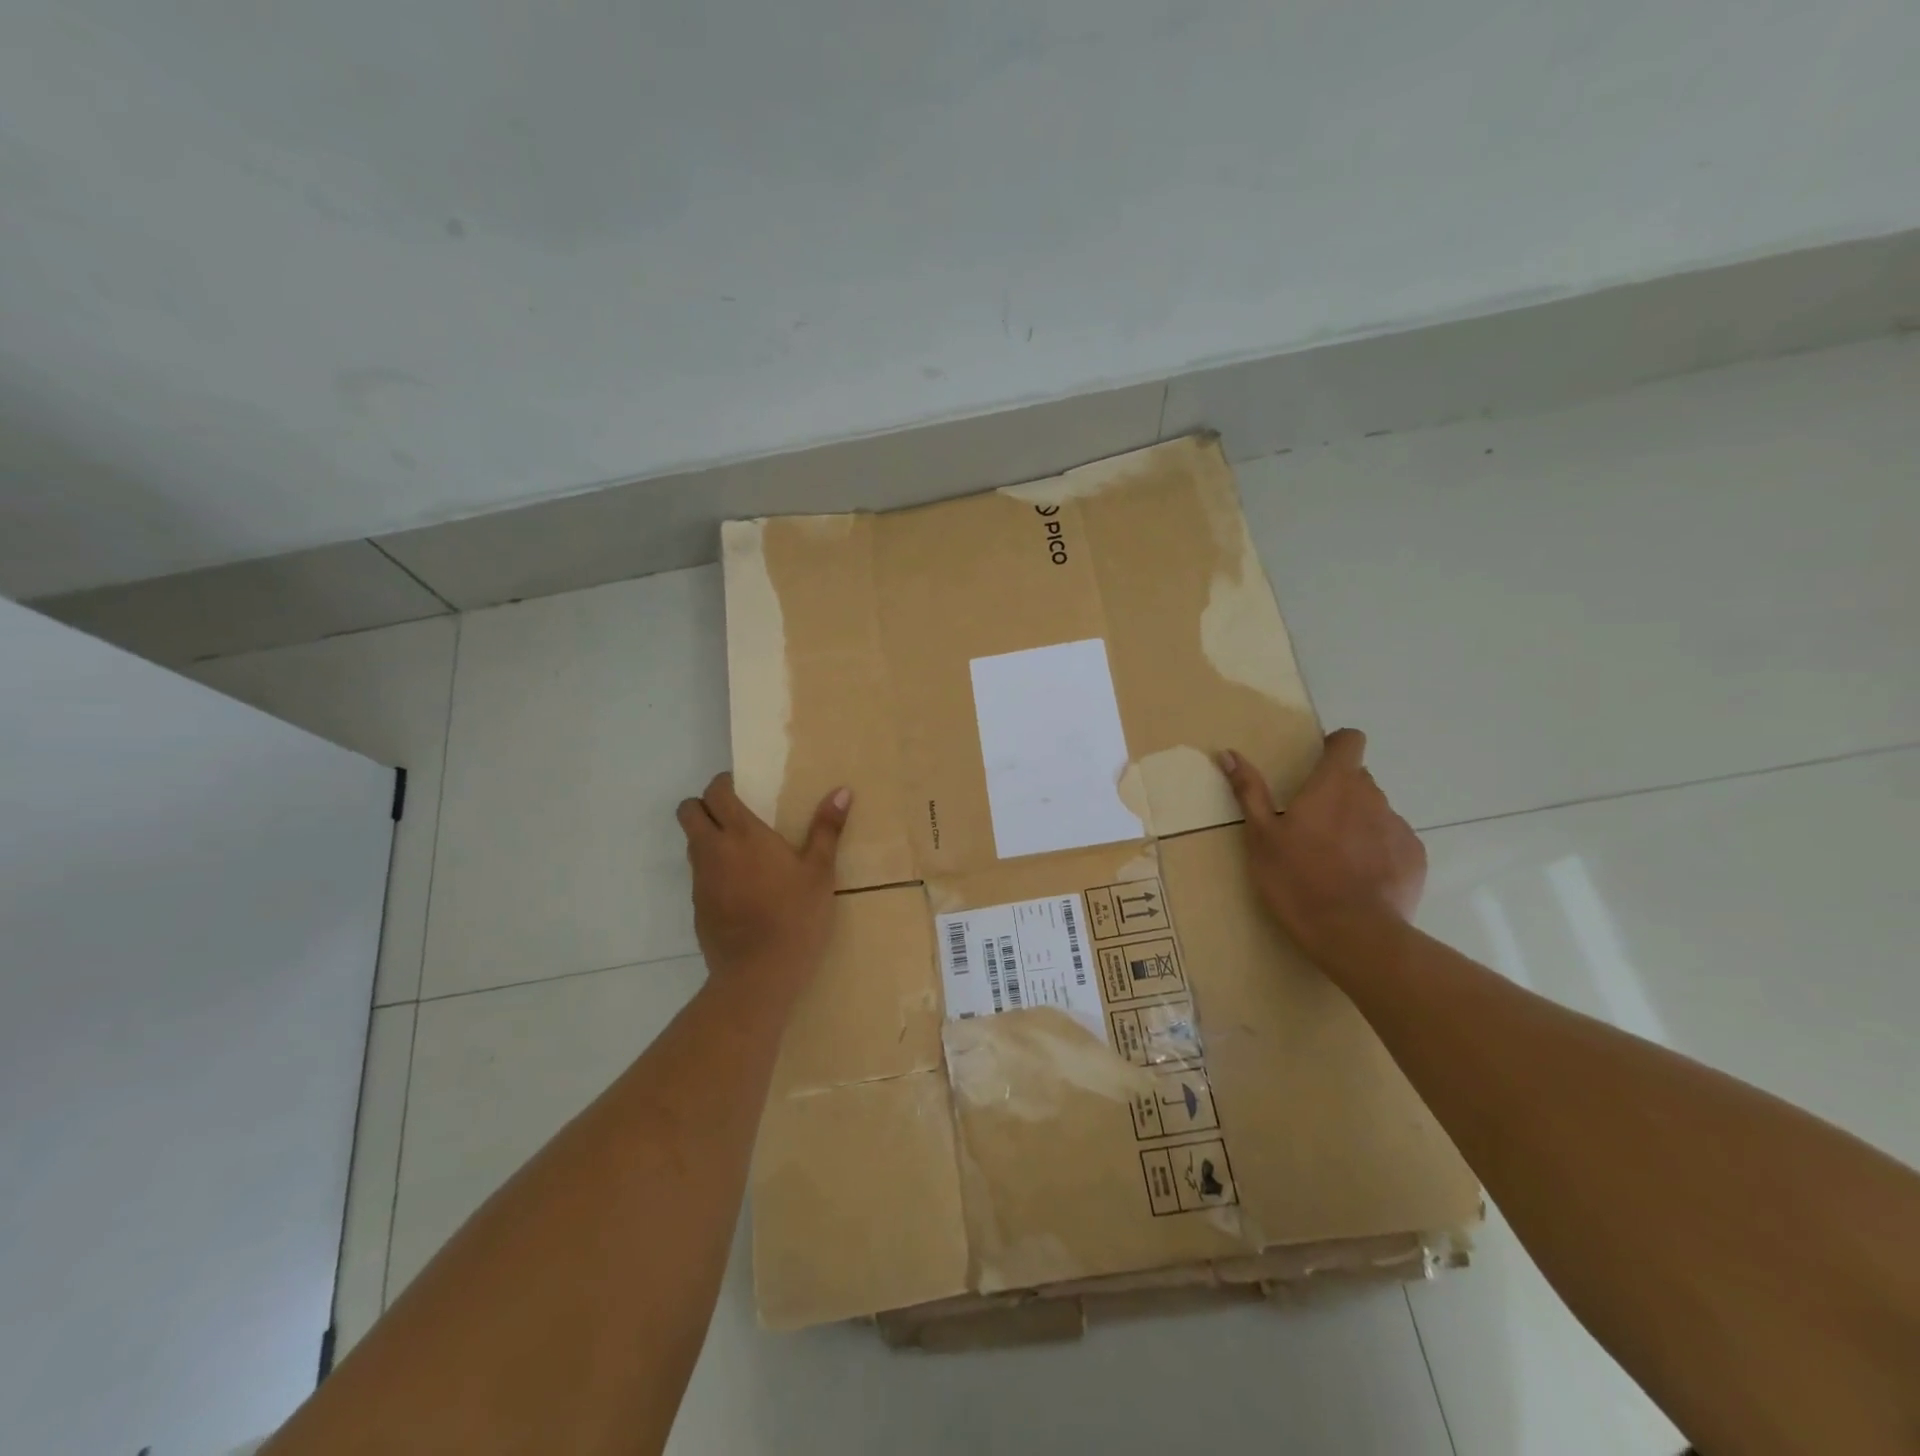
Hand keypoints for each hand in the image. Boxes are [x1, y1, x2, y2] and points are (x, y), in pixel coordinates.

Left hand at [676, 774, 850, 996]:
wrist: (759, 975)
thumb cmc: (795, 916)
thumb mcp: (819, 872)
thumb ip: (827, 829)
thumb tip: (842, 791)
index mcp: (742, 834)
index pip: (715, 792)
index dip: (723, 784)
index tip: (742, 788)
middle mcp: (713, 850)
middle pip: (688, 812)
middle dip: (703, 806)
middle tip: (734, 815)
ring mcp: (700, 881)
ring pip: (691, 844)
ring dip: (708, 837)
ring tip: (742, 852)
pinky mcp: (697, 908)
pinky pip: (699, 876)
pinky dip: (713, 871)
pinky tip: (741, 890)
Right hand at [1218, 729, 1424, 961]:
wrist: (1353, 934)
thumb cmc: (1297, 879)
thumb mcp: (1261, 836)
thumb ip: (1250, 791)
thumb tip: (1228, 752)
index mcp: (1334, 784)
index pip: (1350, 741)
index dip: (1336, 746)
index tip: (1318, 763)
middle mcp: (1372, 796)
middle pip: (1358, 779)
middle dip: (1338, 792)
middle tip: (1312, 824)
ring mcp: (1398, 827)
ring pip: (1375, 811)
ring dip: (1357, 822)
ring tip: (1334, 858)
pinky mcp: (1415, 858)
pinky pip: (1393, 841)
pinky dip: (1377, 850)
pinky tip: (1358, 879)